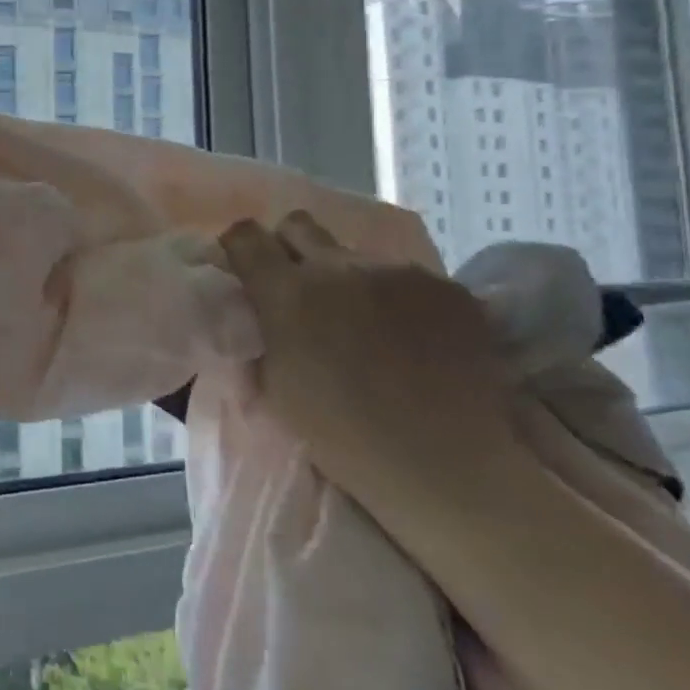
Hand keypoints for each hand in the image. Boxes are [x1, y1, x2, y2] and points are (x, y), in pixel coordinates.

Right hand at [219, 212, 528, 525]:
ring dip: (352, 280)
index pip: (245, 235)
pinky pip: (408, 279)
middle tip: (303, 288)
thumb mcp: (272, 383)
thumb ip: (261, 330)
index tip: (247, 268)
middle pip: (298, 224)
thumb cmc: (339, 434)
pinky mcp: (447, 287)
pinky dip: (401, 300)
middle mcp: (337, 266)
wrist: (444, 465)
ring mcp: (398, 273)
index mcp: (286, 291)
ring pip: (357, 257)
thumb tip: (256, 306)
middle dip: (291, 247)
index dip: (241, 247)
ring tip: (371, 326)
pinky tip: (414, 339)